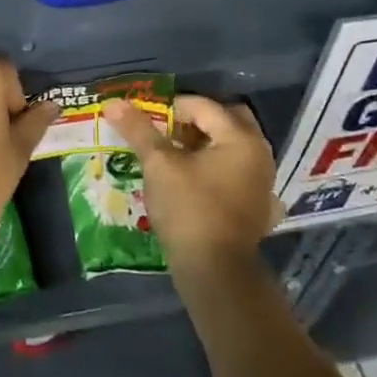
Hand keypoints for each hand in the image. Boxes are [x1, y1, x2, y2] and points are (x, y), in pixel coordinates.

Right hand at [103, 95, 279, 270]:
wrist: (215, 274)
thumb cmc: (189, 209)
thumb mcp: (159, 165)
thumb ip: (139, 131)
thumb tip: (113, 103)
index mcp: (241, 138)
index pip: (204, 106)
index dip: (172, 108)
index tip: (148, 120)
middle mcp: (260, 155)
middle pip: (227, 121)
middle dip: (197, 121)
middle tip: (167, 130)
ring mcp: (262, 183)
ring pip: (233, 148)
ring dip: (206, 144)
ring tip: (174, 155)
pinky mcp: (258, 208)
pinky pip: (237, 174)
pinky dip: (217, 170)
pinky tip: (195, 181)